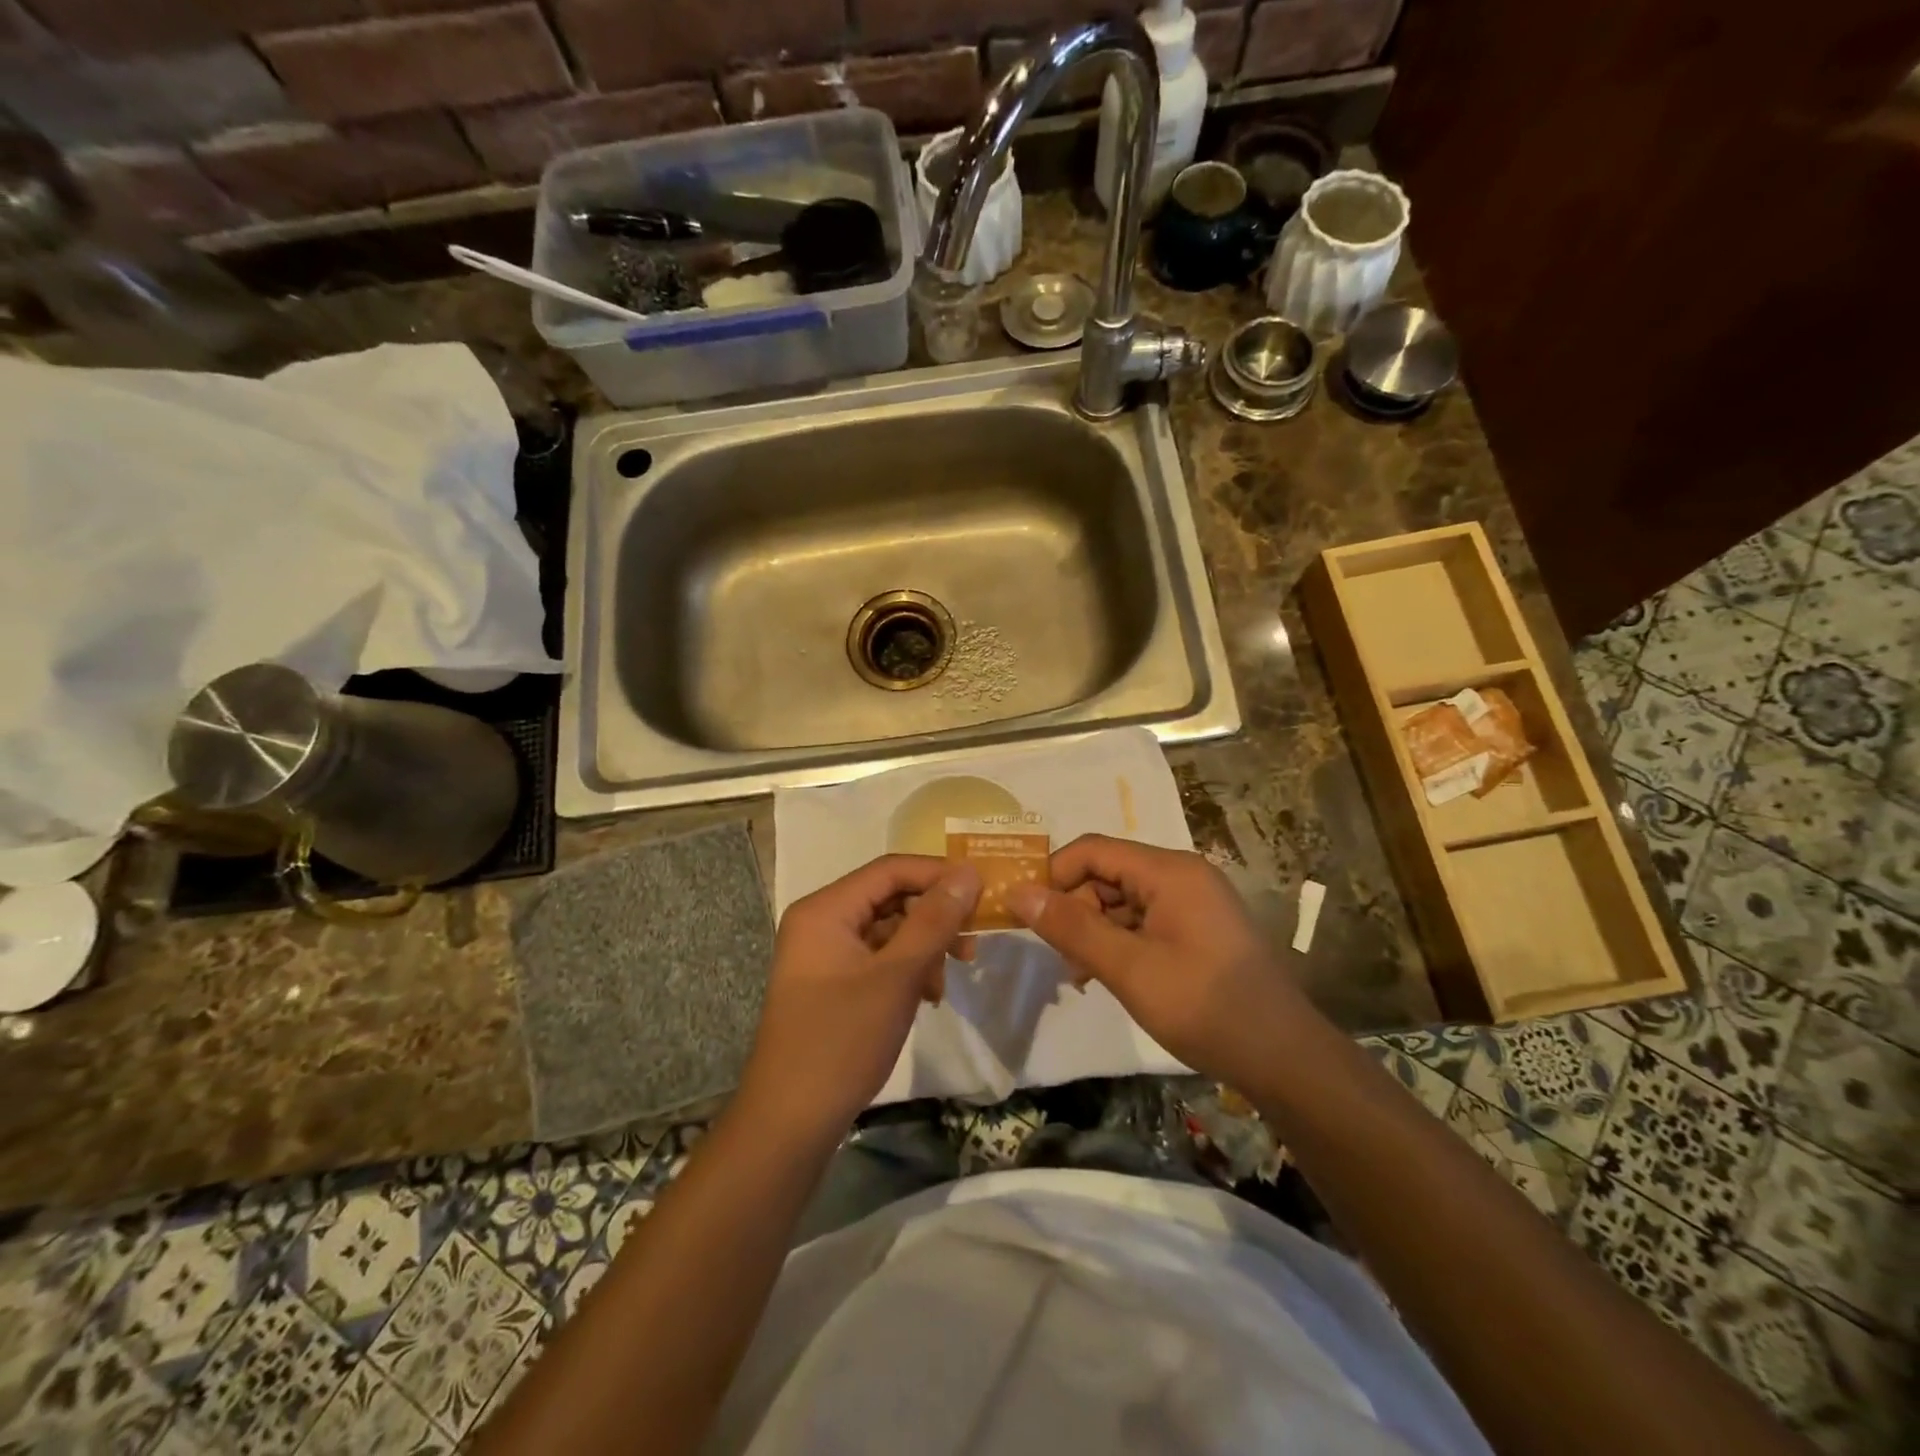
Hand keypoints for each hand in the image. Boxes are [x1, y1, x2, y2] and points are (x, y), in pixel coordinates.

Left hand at [739, 854, 979, 1136]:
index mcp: (825, 909)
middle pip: (889, 897)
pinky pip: (878, 957)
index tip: (983, 892)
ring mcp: (823, 954)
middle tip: (974, 940)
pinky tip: (928, 995)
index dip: (939, 874)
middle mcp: (821, 921)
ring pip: (888, 930)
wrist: (790, 1122)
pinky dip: (907, 969)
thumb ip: (934, 920)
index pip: (890, 869)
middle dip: (935, 916)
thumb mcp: (897, 976)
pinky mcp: (832, 982)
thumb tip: (968, 872)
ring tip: (950, 977)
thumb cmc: (842, 1040)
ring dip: (925, 946)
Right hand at [1006, 834, 1308, 1090]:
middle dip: (1075, 909)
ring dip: (1095, 930)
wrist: (1285, 1058)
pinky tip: (1109, 976)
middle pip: (1107, 874)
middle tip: (1060, 958)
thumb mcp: (1129, 969)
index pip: (1092, 850)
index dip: (1054, 875)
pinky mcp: (1199, 928)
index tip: (1026, 914)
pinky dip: (1120, 942)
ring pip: (1123, 900)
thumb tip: (1017, 893)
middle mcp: (1182, 875)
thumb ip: (1071, 928)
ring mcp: (1194, 902)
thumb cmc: (1205, 1007)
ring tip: (1082, 975)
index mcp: (1169, 871)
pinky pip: (1145, 920)